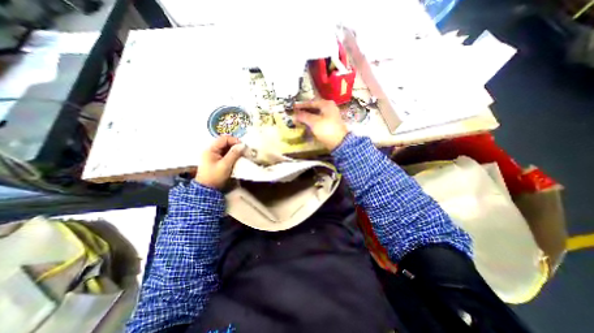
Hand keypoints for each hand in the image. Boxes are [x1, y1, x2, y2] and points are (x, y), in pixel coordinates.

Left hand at [197, 134, 244, 187]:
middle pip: (225, 142)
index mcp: (211, 149)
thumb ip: (234, 154)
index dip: (234, 140)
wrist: (208, 189)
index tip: (243, 145)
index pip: (223, 139)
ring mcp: (214, 155)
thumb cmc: (215, 177)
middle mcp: (211, 150)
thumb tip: (243, 145)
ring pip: (226, 148)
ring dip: (235, 150)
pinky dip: (233, 154)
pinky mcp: (217, 160)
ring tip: (242, 154)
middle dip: (235, 145)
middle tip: (244, 150)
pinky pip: (226, 154)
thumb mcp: (225, 165)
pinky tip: (238, 158)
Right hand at [294, 99, 349, 148]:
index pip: (311, 102)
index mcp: (326, 104)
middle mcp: (329, 108)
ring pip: (316, 114)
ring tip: (299, 119)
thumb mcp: (314, 122)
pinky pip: (318, 120)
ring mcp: (330, 116)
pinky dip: (312, 122)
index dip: (301, 105)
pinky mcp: (330, 124)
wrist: (339, 142)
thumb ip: (303, 116)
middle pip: (314, 108)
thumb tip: (294, 115)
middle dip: (304, 111)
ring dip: (307, 117)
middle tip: (295, 114)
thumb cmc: (326, 129)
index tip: (293, 107)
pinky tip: (306, 125)